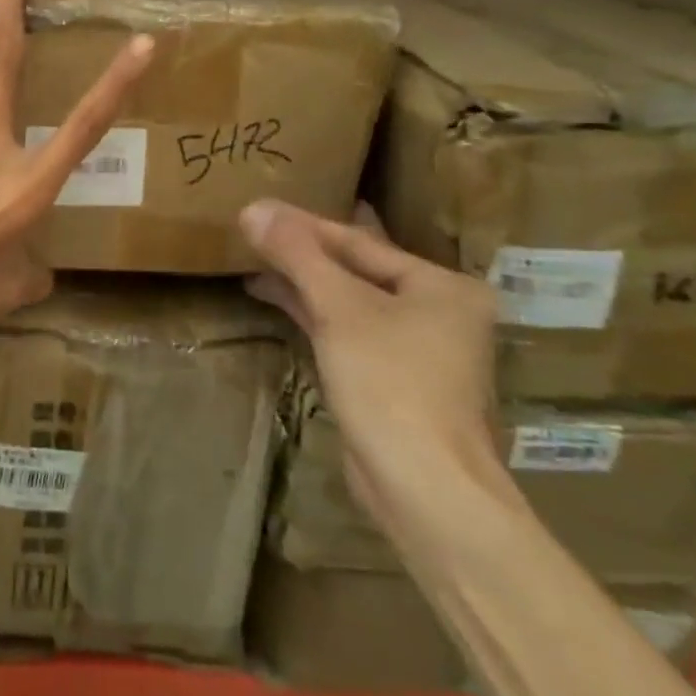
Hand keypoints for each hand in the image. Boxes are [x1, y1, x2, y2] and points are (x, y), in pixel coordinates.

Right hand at [240, 199, 498, 495]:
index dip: (305, 225)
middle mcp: (439, 313)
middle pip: (357, 271)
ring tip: (254, 267)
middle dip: (304, 255)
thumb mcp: (339, 308)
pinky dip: (315, 318)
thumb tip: (253, 207)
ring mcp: (419, 351)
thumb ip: (297, 254)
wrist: (425, 488)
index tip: (259, 210)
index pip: (360, 242)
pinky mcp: (394, 383)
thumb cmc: (390, 382)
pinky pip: (349, 334)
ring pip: (351, 304)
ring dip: (304, 286)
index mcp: (443, 286)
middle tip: (253, 234)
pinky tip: (279, 304)